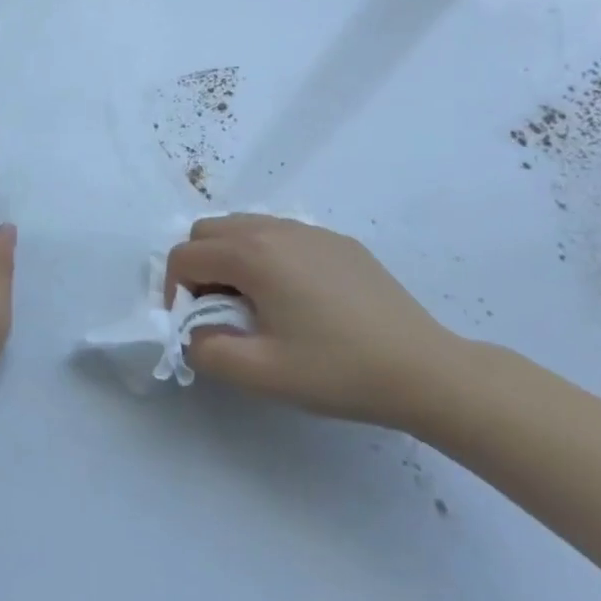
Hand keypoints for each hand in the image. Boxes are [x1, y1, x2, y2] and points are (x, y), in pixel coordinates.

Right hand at [164, 215, 462, 427]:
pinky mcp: (337, 242)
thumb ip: (206, 350)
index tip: (193, 326)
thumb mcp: (260, 373)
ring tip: (254, 304)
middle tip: (218, 311)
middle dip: (198, 267)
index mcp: (252, 255)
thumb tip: (192, 333)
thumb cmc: (337, 370)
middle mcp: (276, 229)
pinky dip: (265, 255)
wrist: (425, 370)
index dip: (175, 292)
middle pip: (209, 230)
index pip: (185, 256)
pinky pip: (280, 234)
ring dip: (230, 258)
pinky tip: (295, 298)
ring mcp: (310, 231)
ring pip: (244, 226)